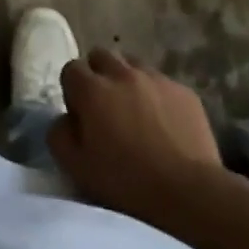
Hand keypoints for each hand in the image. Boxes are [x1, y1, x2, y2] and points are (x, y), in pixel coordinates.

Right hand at [48, 49, 224, 228]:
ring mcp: (156, 79)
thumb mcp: (76, 167)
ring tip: (134, 110)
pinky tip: (163, 122)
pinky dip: (155, 94)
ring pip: (133, 64)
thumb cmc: (126, 183)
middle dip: (98, 75)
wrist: (189, 193)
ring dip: (127, 80)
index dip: (73, 91)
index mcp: (92, 90)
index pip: (71, 69)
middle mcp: (122, 73)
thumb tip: (64, 119)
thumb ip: (59, 135)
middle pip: (101, 56)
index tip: (81, 115)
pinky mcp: (183, 91)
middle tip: (105, 107)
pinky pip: (161, 82)